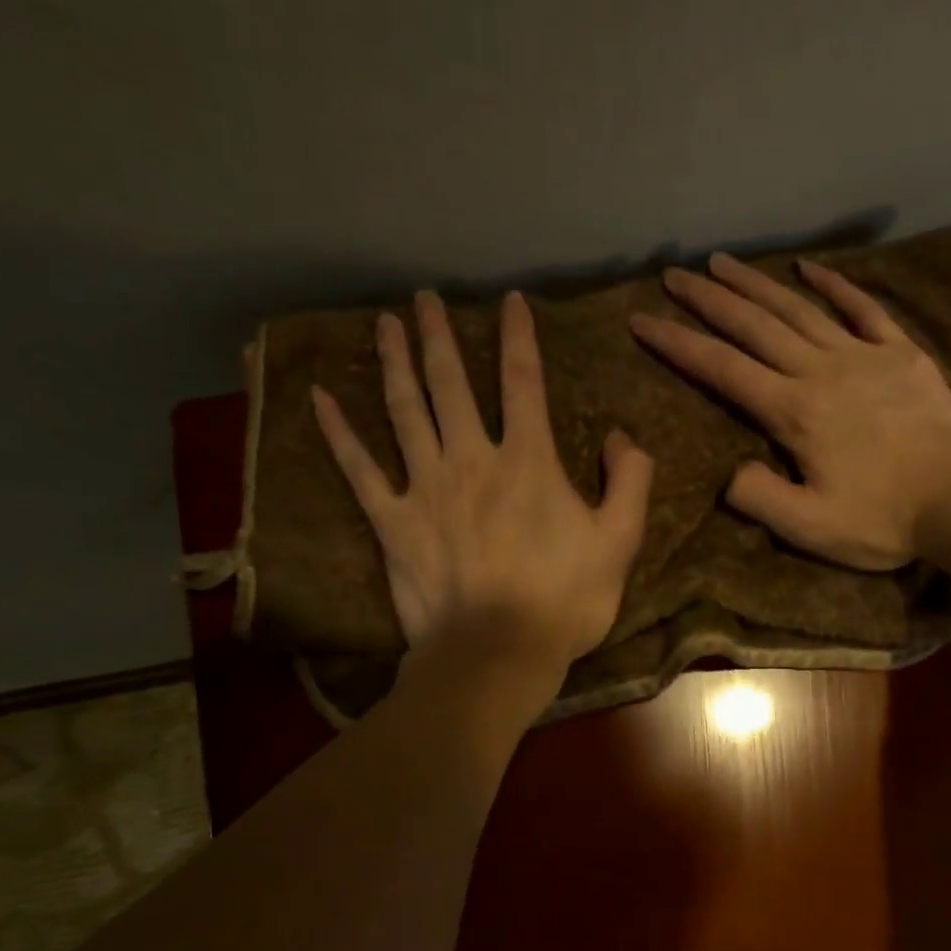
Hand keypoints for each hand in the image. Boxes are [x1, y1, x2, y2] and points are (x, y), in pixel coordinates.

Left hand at [314, 290, 653, 701]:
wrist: (497, 653)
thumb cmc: (564, 602)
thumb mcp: (619, 543)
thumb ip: (628, 482)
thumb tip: (620, 437)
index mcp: (529, 461)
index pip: (523, 382)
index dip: (519, 337)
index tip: (510, 302)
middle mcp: (472, 459)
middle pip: (451, 383)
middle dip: (440, 335)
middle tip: (425, 298)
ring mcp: (425, 488)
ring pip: (405, 410)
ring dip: (394, 362)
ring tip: (386, 323)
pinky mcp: (392, 523)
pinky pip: (359, 470)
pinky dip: (339, 434)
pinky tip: (321, 400)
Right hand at [629, 253, 950, 569]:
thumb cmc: (885, 520)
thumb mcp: (811, 528)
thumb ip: (761, 498)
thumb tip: (730, 474)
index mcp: (794, 412)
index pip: (724, 370)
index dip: (679, 345)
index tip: (643, 322)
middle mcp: (822, 371)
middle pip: (755, 326)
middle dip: (709, 300)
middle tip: (674, 275)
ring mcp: (865, 357)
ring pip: (800, 310)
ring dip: (758, 285)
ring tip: (724, 262)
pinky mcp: (902, 356)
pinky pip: (863, 309)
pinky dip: (834, 286)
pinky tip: (809, 269)